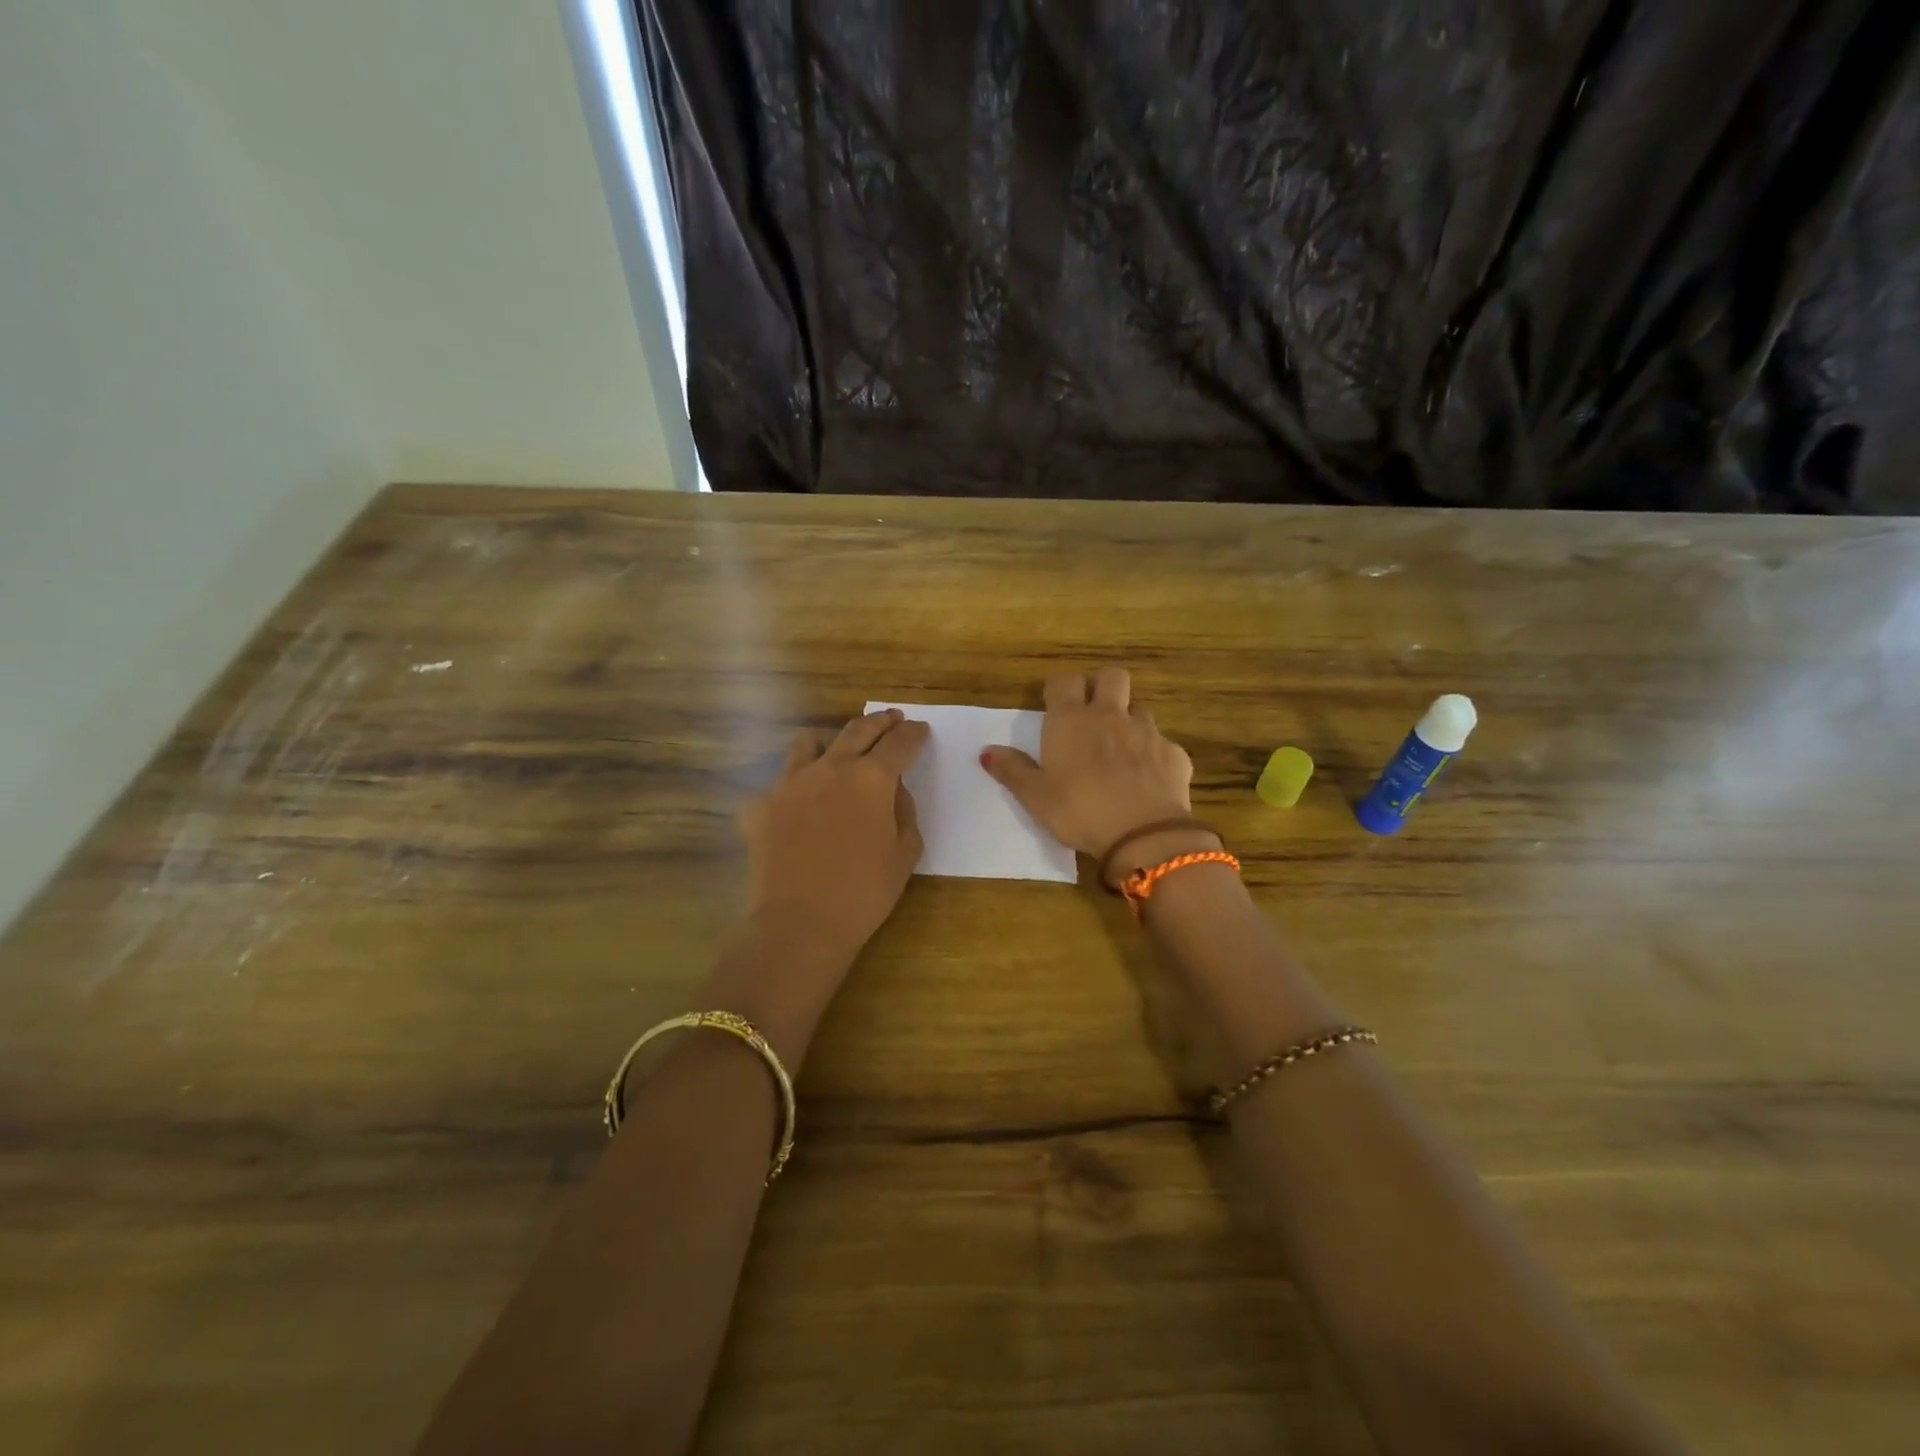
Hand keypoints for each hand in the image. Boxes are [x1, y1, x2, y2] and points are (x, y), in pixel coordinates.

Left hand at [739, 708, 927, 961]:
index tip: (920, 730)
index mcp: (871, 778)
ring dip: (830, 743)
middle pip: (858, 730)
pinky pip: (781, 784)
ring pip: (810, 744)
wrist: (801, 924)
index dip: (913, 734)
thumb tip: (893, 790)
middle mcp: (830, 768)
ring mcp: (790, 783)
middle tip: (892, 718)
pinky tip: (799, 809)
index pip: (899, 743)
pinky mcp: (761, 805)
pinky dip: (795, 789)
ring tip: (837, 754)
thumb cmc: (864, 892)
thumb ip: (904, 811)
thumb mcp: (905, 853)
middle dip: (880, 722)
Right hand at [981, 668, 1217, 881]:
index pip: (1065, 681)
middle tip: (1091, 713)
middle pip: (1112, 676)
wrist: (1143, 834)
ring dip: (1129, 720)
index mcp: (1071, 721)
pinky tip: (1147, 778)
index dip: (1059, 689)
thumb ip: (1013, 771)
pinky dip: (1153, 754)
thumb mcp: (1036, 797)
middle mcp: (1111, 716)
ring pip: (1140, 708)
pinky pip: (1163, 743)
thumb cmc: (1079, 811)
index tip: (1054, 705)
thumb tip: (987, 751)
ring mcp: (1147, 732)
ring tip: (1119, 748)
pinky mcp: (1174, 754)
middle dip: (1102, 686)